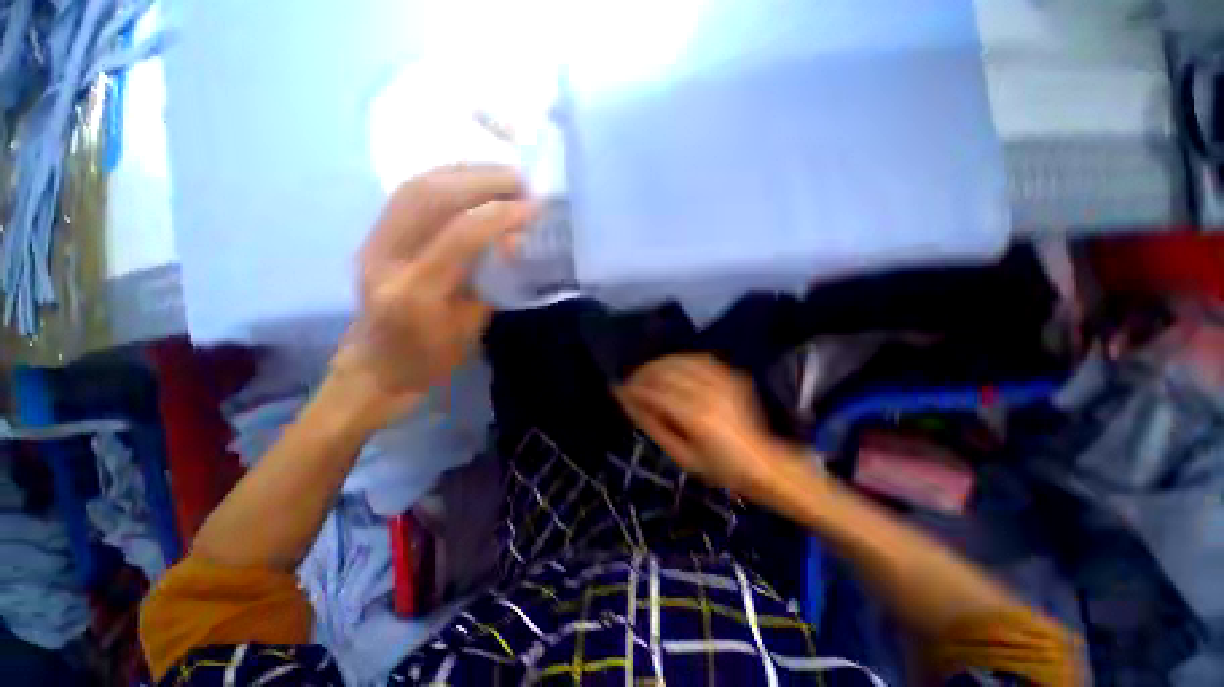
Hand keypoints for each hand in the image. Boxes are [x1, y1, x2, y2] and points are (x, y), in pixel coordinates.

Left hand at [331, 165, 536, 417]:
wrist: (377, 365)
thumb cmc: (430, 357)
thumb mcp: (471, 328)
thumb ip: (490, 282)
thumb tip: (511, 241)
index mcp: (417, 293)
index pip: (460, 235)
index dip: (500, 215)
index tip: (533, 208)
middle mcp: (387, 258)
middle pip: (431, 197)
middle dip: (483, 181)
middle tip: (521, 180)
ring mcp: (373, 242)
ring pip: (416, 187)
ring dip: (463, 172)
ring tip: (500, 174)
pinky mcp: (373, 236)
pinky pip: (408, 194)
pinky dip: (444, 179)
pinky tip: (470, 180)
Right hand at [618, 354, 794, 496]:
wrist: (761, 462)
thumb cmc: (719, 468)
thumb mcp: (682, 456)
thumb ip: (654, 427)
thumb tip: (629, 404)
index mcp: (696, 419)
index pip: (655, 394)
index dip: (634, 389)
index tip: (619, 390)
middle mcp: (708, 395)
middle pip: (666, 373)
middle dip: (643, 374)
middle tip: (630, 382)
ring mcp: (722, 382)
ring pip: (680, 361)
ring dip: (658, 364)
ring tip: (646, 373)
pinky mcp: (731, 377)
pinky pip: (699, 359)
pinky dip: (680, 360)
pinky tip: (671, 366)